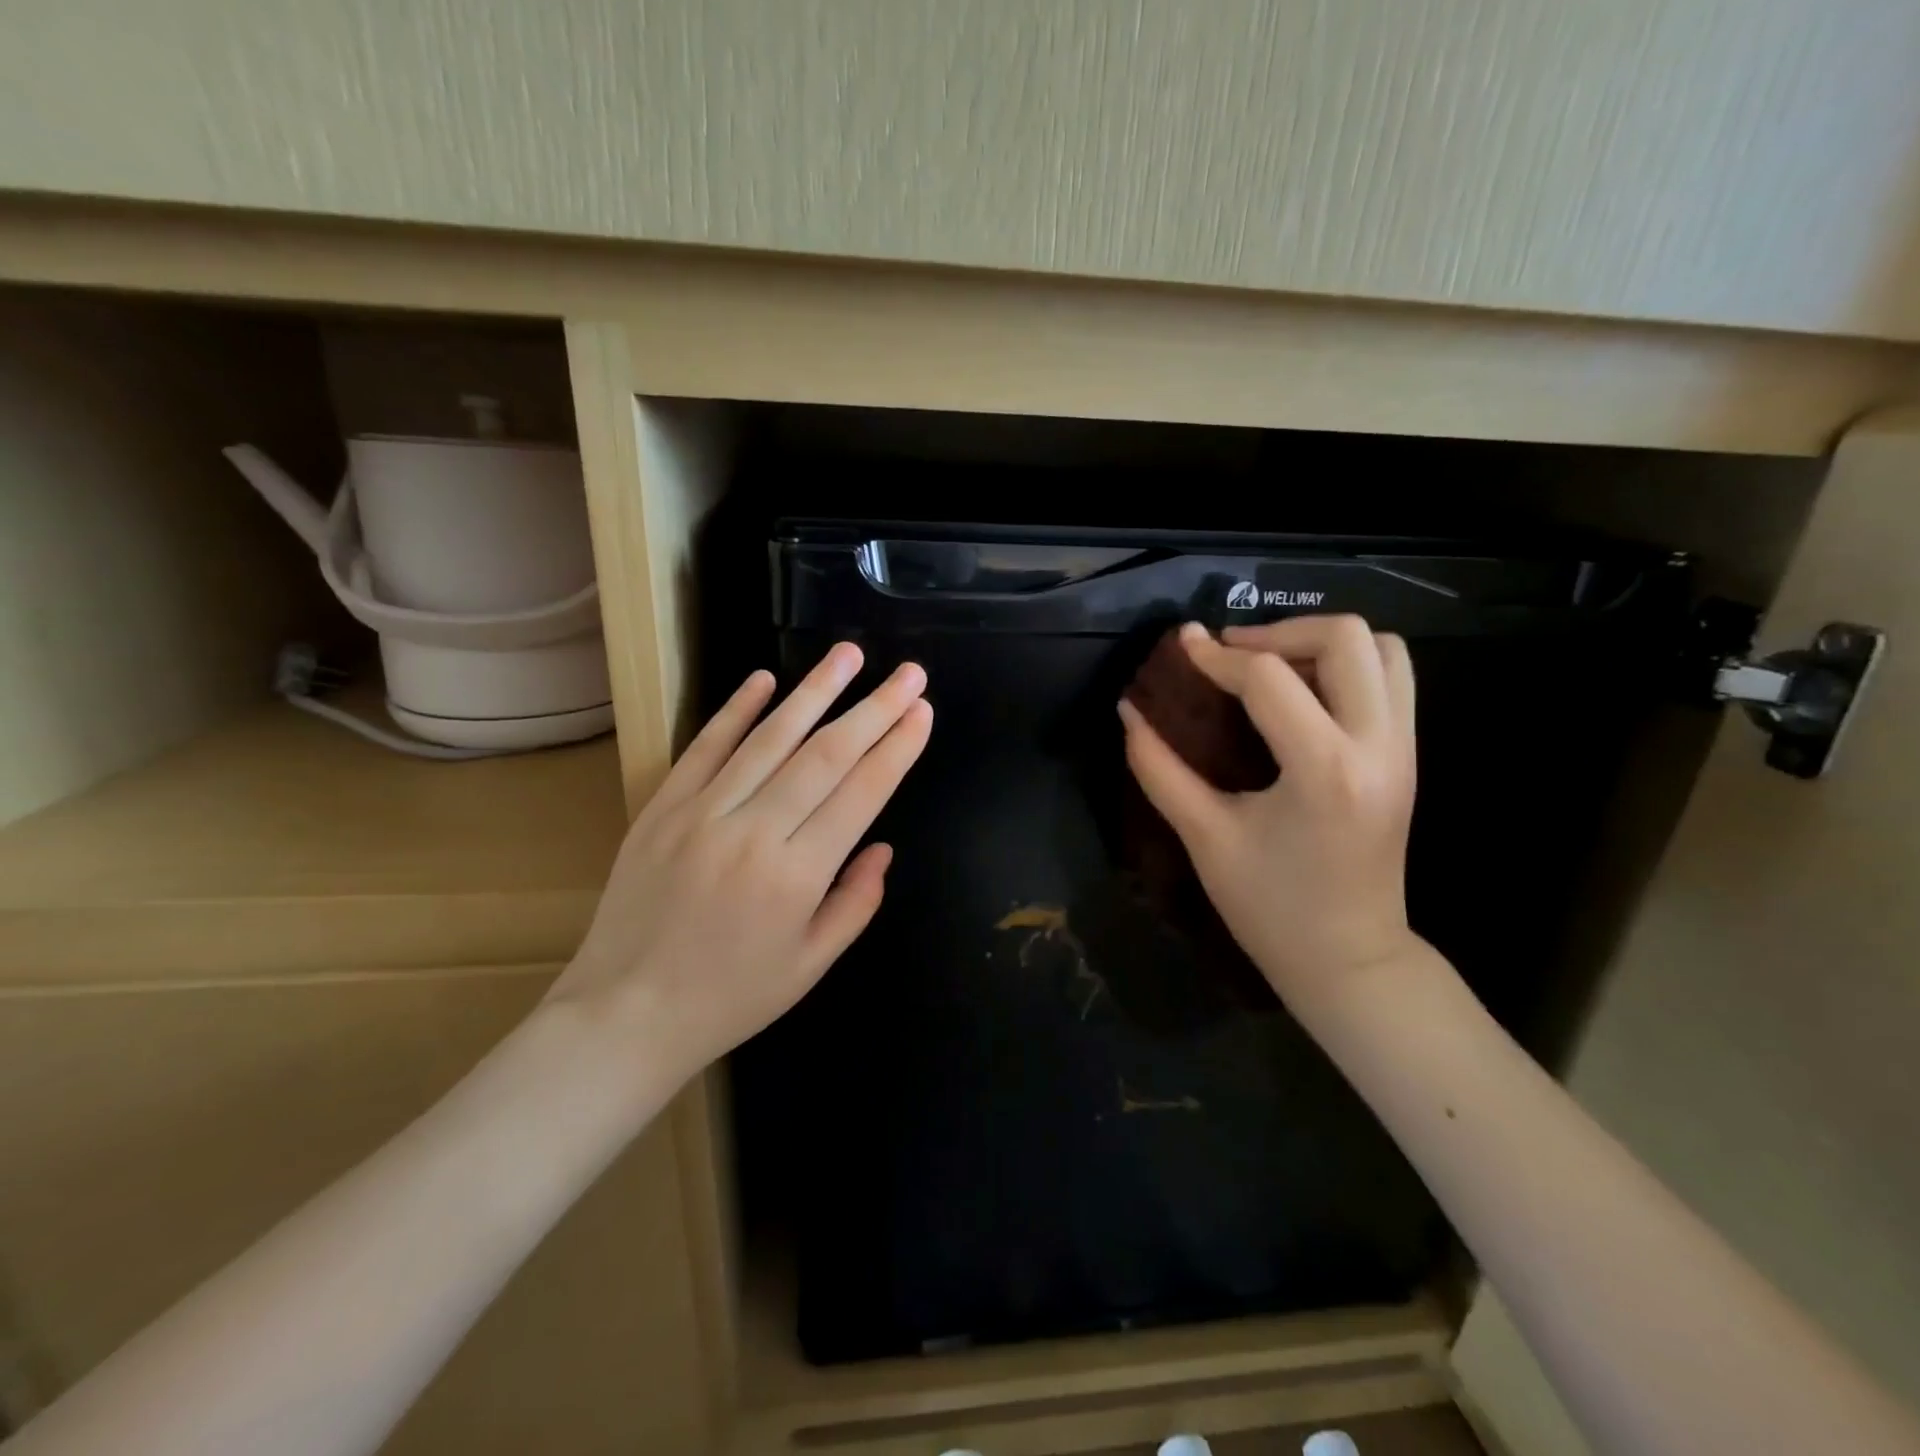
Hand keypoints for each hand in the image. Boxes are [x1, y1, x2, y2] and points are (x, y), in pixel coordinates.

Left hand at [549, 643, 931, 1086]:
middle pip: (825, 755)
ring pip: (769, 738)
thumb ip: (855, 903)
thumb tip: (882, 847)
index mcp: (796, 876)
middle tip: (909, 673)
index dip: (896, 748)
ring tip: (849, 655)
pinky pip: (705, 748)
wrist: (625, 1013)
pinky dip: (736, 710)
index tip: (922, 711)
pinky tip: (766, 678)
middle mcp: (753, 832)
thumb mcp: (810, 965)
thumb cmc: (730, 998)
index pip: (860, 794)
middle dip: (874, 709)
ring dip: (814, 691)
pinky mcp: (662, 807)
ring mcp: (702, 813)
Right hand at [1118, 616, 1419, 1009]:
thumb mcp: (1205, 837)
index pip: (1268, 678)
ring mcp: (1404, 748)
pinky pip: (1392, 678)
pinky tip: (1302, 695)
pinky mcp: (1408, 756)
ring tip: (1270, 667)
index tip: (1180, 649)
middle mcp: (1378, 745)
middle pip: (1346, 637)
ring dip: (1320, 643)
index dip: (1215, 656)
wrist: (1349, 960)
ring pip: (1383, 649)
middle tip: (1230, 653)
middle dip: (1278, 631)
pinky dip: (1348, 666)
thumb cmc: (1270, 908)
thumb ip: (1160, 768)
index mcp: (1324, 769)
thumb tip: (1129, 711)